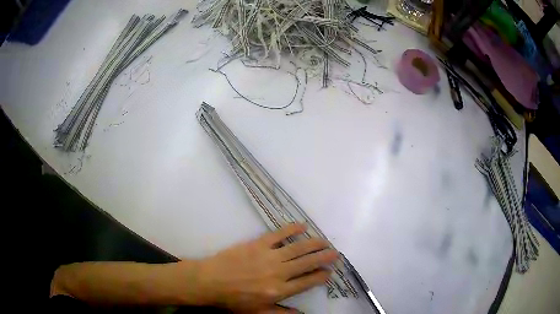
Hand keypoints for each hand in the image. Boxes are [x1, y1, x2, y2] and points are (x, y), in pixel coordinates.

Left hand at [196, 223, 337, 312]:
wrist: (210, 281)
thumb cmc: (233, 300)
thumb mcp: (257, 312)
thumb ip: (281, 313)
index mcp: (279, 290)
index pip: (307, 282)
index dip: (321, 276)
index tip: (329, 272)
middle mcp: (279, 272)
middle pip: (307, 263)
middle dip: (324, 257)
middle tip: (335, 253)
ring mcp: (269, 256)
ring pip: (298, 248)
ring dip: (314, 244)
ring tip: (325, 241)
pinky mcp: (258, 244)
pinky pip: (279, 234)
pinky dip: (292, 229)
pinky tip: (302, 226)